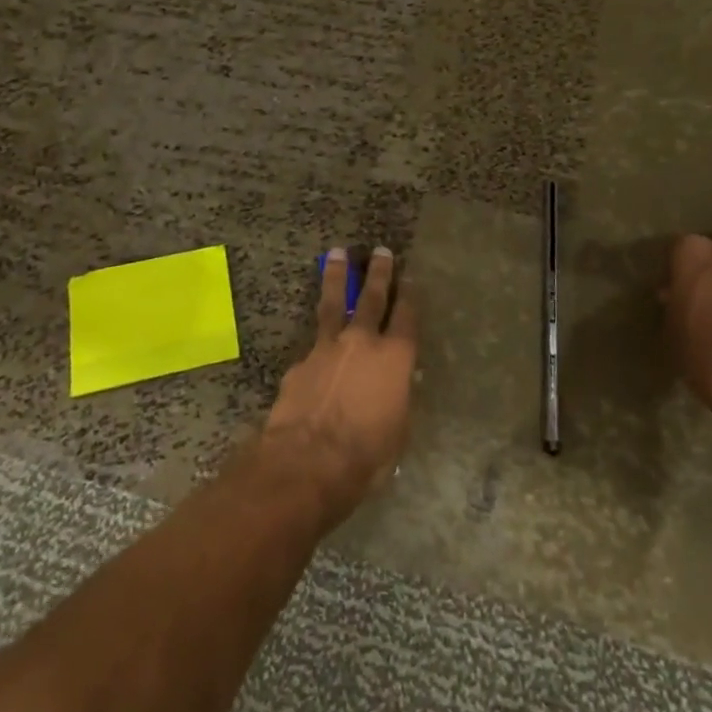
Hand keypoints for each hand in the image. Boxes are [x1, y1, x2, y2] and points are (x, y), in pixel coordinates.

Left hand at [262, 247, 419, 523]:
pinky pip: (313, 343)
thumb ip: (397, 398)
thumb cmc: (365, 455)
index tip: (410, 278)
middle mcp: (363, 341)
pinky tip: (316, 345)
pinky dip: (318, 338)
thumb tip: (397, 384)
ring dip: (336, 276)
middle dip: (378, 272)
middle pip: (372, 297)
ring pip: (333, 302)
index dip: (409, 296)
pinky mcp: (301, 360)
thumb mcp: (398, 431)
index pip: (406, 316)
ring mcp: (327, 346)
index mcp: (395, 357)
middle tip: (380, 251)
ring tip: (336, 254)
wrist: (307, 461)